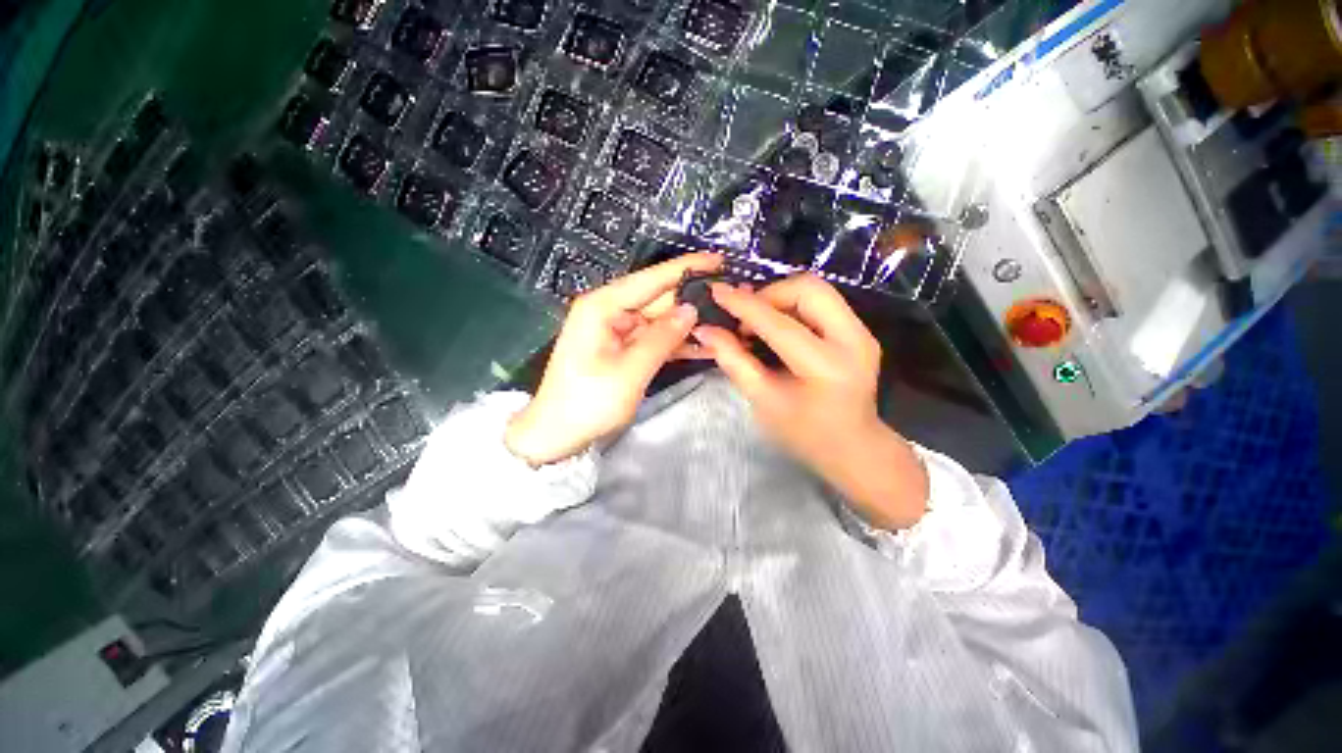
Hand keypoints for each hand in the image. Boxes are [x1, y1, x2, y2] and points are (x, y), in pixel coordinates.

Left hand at [505, 253, 723, 465]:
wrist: (558, 433)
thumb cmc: (589, 402)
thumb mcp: (630, 371)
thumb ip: (662, 337)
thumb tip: (692, 309)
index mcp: (602, 306)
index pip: (651, 279)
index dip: (686, 268)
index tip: (719, 260)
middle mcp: (609, 311)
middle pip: (657, 298)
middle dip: (692, 300)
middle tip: (730, 300)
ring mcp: (616, 330)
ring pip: (659, 320)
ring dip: (687, 324)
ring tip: (725, 322)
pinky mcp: (622, 348)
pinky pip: (653, 338)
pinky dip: (675, 343)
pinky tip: (704, 345)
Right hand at [694, 274, 928, 529]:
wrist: (853, 447)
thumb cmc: (804, 434)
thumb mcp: (763, 401)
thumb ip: (734, 361)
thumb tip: (706, 330)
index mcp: (826, 367)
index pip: (779, 324)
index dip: (744, 306)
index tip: (716, 292)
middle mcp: (853, 340)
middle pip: (809, 288)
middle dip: (769, 293)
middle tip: (745, 316)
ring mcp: (862, 332)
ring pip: (817, 290)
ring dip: (781, 297)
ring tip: (758, 321)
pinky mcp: (861, 331)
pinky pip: (823, 302)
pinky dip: (793, 305)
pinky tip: (776, 325)